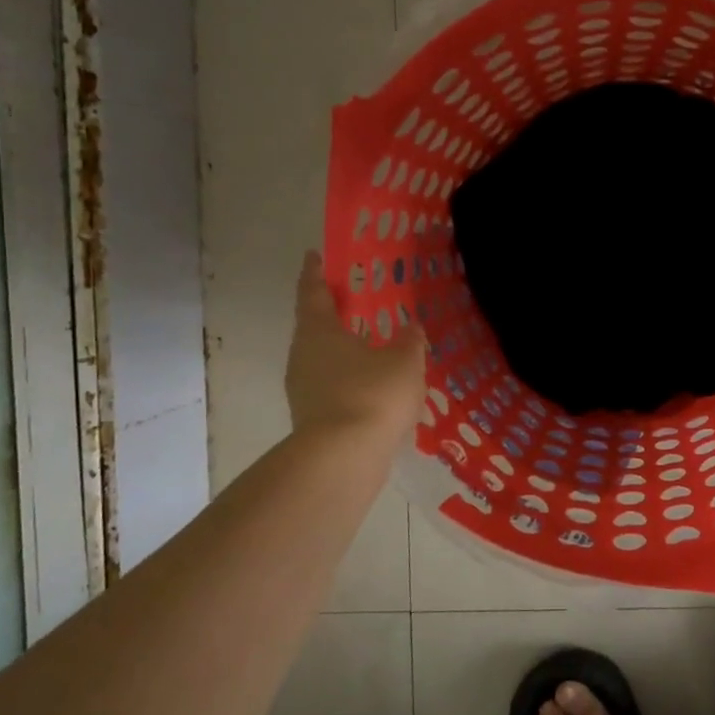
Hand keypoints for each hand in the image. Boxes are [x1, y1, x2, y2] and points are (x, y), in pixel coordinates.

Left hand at [285, 250, 425, 442]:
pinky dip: (351, 382)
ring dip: (344, 352)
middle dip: (333, 315)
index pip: (313, 292)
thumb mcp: (405, 361)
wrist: (344, 459)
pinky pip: (333, 389)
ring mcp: (304, 390)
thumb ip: (409, 341)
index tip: (314, 255)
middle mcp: (304, 356)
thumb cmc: (373, 394)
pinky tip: (376, 390)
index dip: (314, 273)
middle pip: (315, 328)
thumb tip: (410, 328)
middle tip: (355, 303)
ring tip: (373, 349)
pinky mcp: (313, 418)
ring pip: (324, 361)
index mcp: (319, 331)